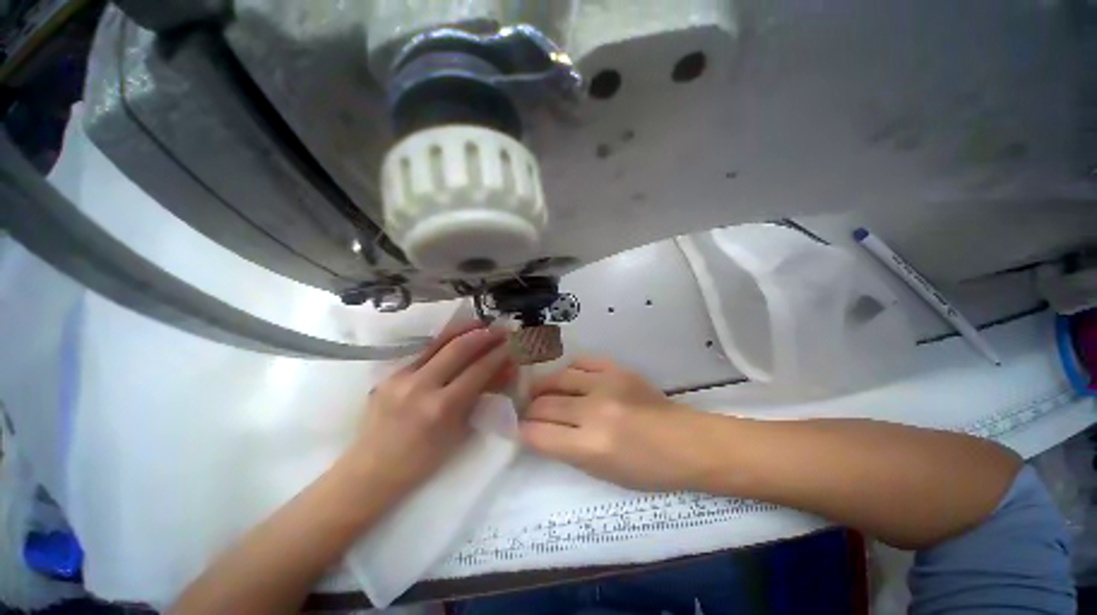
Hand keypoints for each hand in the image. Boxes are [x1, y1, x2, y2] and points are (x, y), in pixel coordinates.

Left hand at [348, 322, 515, 498]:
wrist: (371, 470)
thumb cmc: (422, 460)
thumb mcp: (458, 431)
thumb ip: (479, 397)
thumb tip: (501, 373)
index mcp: (442, 407)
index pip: (478, 370)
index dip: (498, 355)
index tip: (510, 345)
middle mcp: (421, 386)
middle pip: (458, 348)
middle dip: (484, 335)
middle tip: (499, 329)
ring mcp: (402, 376)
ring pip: (438, 342)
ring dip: (464, 330)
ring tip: (481, 323)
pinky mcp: (390, 373)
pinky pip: (424, 351)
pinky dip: (445, 341)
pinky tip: (456, 336)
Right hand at [520, 357, 711, 490]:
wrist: (686, 442)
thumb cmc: (646, 469)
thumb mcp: (600, 472)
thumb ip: (565, 449)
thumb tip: (537, 431)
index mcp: (591, 446)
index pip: (538, 434)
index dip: (523, 431)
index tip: (519, 429)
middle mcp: (594, 411)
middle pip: (544, 404)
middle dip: (530, 410)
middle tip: (528, 412)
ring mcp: (606, 384)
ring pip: (557, 378)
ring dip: (544, 387)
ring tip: (542, 392)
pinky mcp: (617, 369)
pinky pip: (581, 362)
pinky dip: (568, 370)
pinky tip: (568, 378)